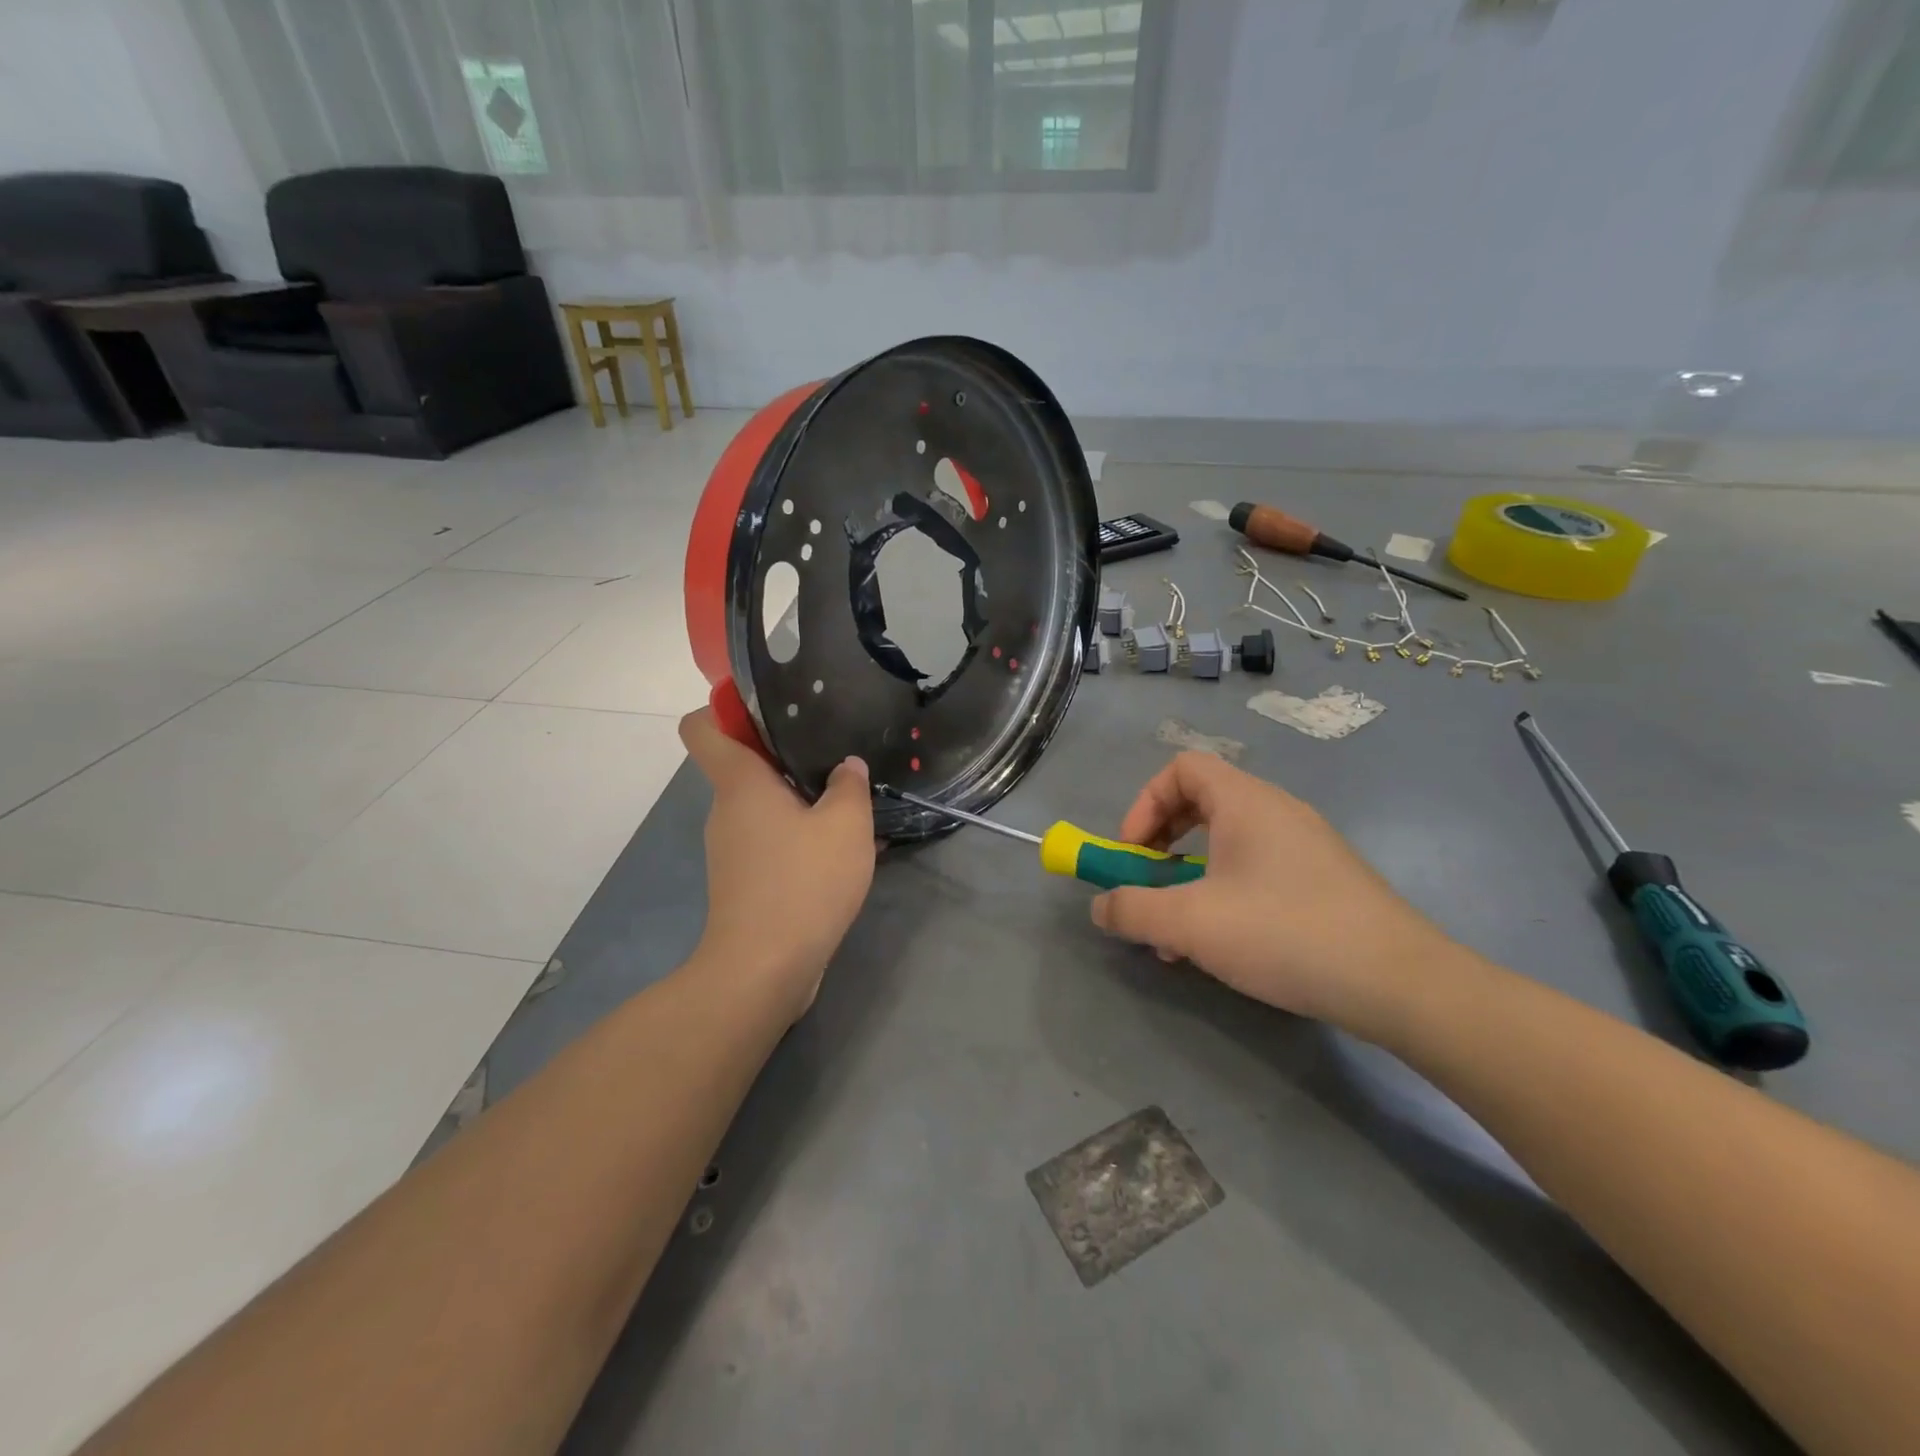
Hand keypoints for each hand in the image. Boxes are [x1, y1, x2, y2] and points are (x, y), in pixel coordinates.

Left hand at [679, 709, 876, 1020]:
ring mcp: (731, 849)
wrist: (765, 969)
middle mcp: (726, 810)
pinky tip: (841, 853)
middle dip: (786, 758)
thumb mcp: (846, 825)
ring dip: (801, 803)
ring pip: (763, 808)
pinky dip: (800, 840)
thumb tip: (846, 767)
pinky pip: (771, 843)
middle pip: (744, 766)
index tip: (766, 707)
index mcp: (740, 784)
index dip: (723, 707)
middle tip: (834, 756)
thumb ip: (849, 786)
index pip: (702, 727)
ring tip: (848, 809)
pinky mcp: (744, 882)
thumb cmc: (802, 882)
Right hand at [1089, 753, 1455, 1029]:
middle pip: (1201, 803)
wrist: (1400, 983)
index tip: (1133, 852)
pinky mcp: (1324, 881)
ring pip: (1228, 844)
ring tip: (1178, 934)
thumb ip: (1133, 910)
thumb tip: (1100, 907)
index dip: (1145, 803)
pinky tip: (1223, 946)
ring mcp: (1306, 846)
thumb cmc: (1285, 933)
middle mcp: (1277, 811)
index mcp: (1246, 801)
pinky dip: (1225, 894)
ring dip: (1190, 878)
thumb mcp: (1191, 924)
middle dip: (1162, 844)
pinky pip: (1257, 870)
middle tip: (1149, 885)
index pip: (1182, 767)